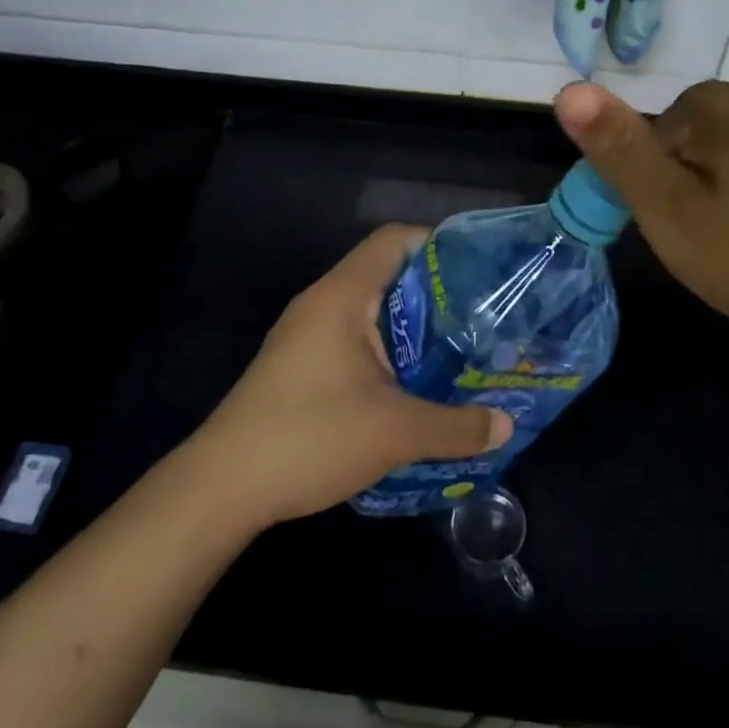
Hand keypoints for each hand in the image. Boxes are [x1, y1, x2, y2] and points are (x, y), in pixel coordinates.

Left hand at [188, 225, 513, 529]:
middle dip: (437, 295)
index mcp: (343, 295)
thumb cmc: (310, 438)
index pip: (395, 240)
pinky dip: (389, 352)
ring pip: (372, 312)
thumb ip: (456, 426)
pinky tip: (414, 387)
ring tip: (459, 353)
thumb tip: (507, 424)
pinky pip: (355, 340)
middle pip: (388, 274)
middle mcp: (323, 303)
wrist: (221, 487)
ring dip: (413, 330)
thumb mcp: (395, 433)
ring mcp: (307, 335)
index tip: (480, 273)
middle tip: (482, 320)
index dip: (440, 245)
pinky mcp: (299, 365)